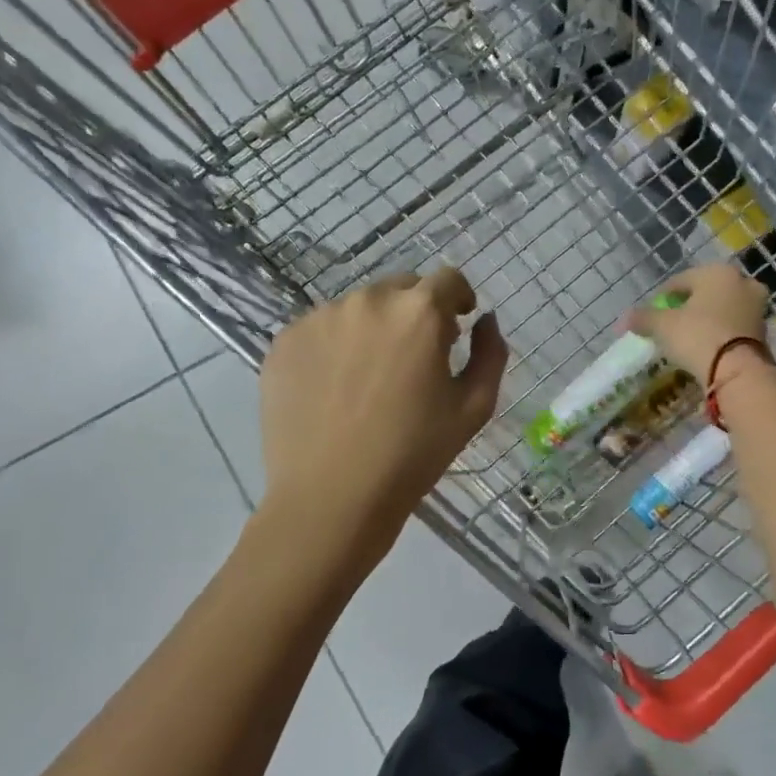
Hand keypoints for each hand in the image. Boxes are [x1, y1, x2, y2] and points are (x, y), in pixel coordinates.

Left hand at [259, 267, 507, 533]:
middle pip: (401, 288)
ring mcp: (319, 318)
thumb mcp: (474, 407)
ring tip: (371, 378)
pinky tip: (337, 389)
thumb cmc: (414, 454)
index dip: (459, 298)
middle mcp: (368, 301)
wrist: (332, 497)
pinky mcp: (284, 341)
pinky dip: (336, 346)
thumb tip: (484, 321)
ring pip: (359, 308)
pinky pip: (322, 329)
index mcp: (419, 312)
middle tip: (416, 357)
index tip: (458, 324)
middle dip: (416, 312)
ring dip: (374, 328)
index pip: (448, 279)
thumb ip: (491, 353)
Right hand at [626, 262, 770, 382]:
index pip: (681, 280)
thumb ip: (643, 318)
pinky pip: (734, 326)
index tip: (651, 314)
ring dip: (707, 319)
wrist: (737, 370)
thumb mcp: (663, 326)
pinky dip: (721, 332)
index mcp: (716, 272)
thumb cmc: (697, 336)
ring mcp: (757, 306)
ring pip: (723, 308)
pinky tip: (709, 347)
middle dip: (689, 306)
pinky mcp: (764, 330)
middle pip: (705, 292)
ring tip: (690, 337)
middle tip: (672, 325)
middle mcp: (741, 282)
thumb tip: (625, 318)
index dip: (663, 297)